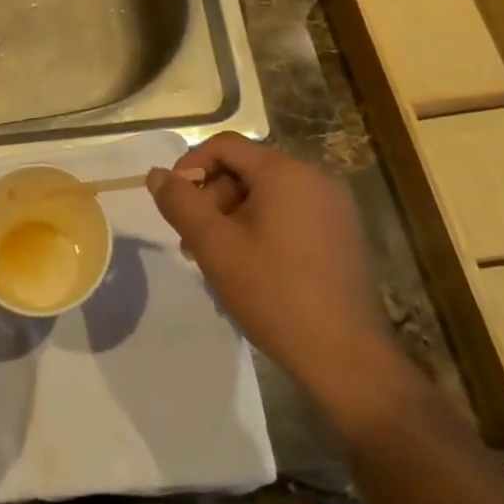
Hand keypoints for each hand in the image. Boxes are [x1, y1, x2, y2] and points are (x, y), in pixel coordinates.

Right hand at [147, 133, 406, 420]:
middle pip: (246, 168)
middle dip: (212, 197)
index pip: (224, 146)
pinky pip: (290, 213)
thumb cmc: (274, 294)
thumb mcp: (214, 246)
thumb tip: (157, 175)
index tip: (174, 204)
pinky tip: (251, 266)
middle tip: (193, 241)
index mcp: (286, 173)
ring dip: (233, 216)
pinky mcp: (342, 233)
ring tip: (219, 258)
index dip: (190, 166)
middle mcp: (315, 178)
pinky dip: (262, 227)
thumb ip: (180, 203)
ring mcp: (334, 207)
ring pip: (267, 193)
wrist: (346, 357)